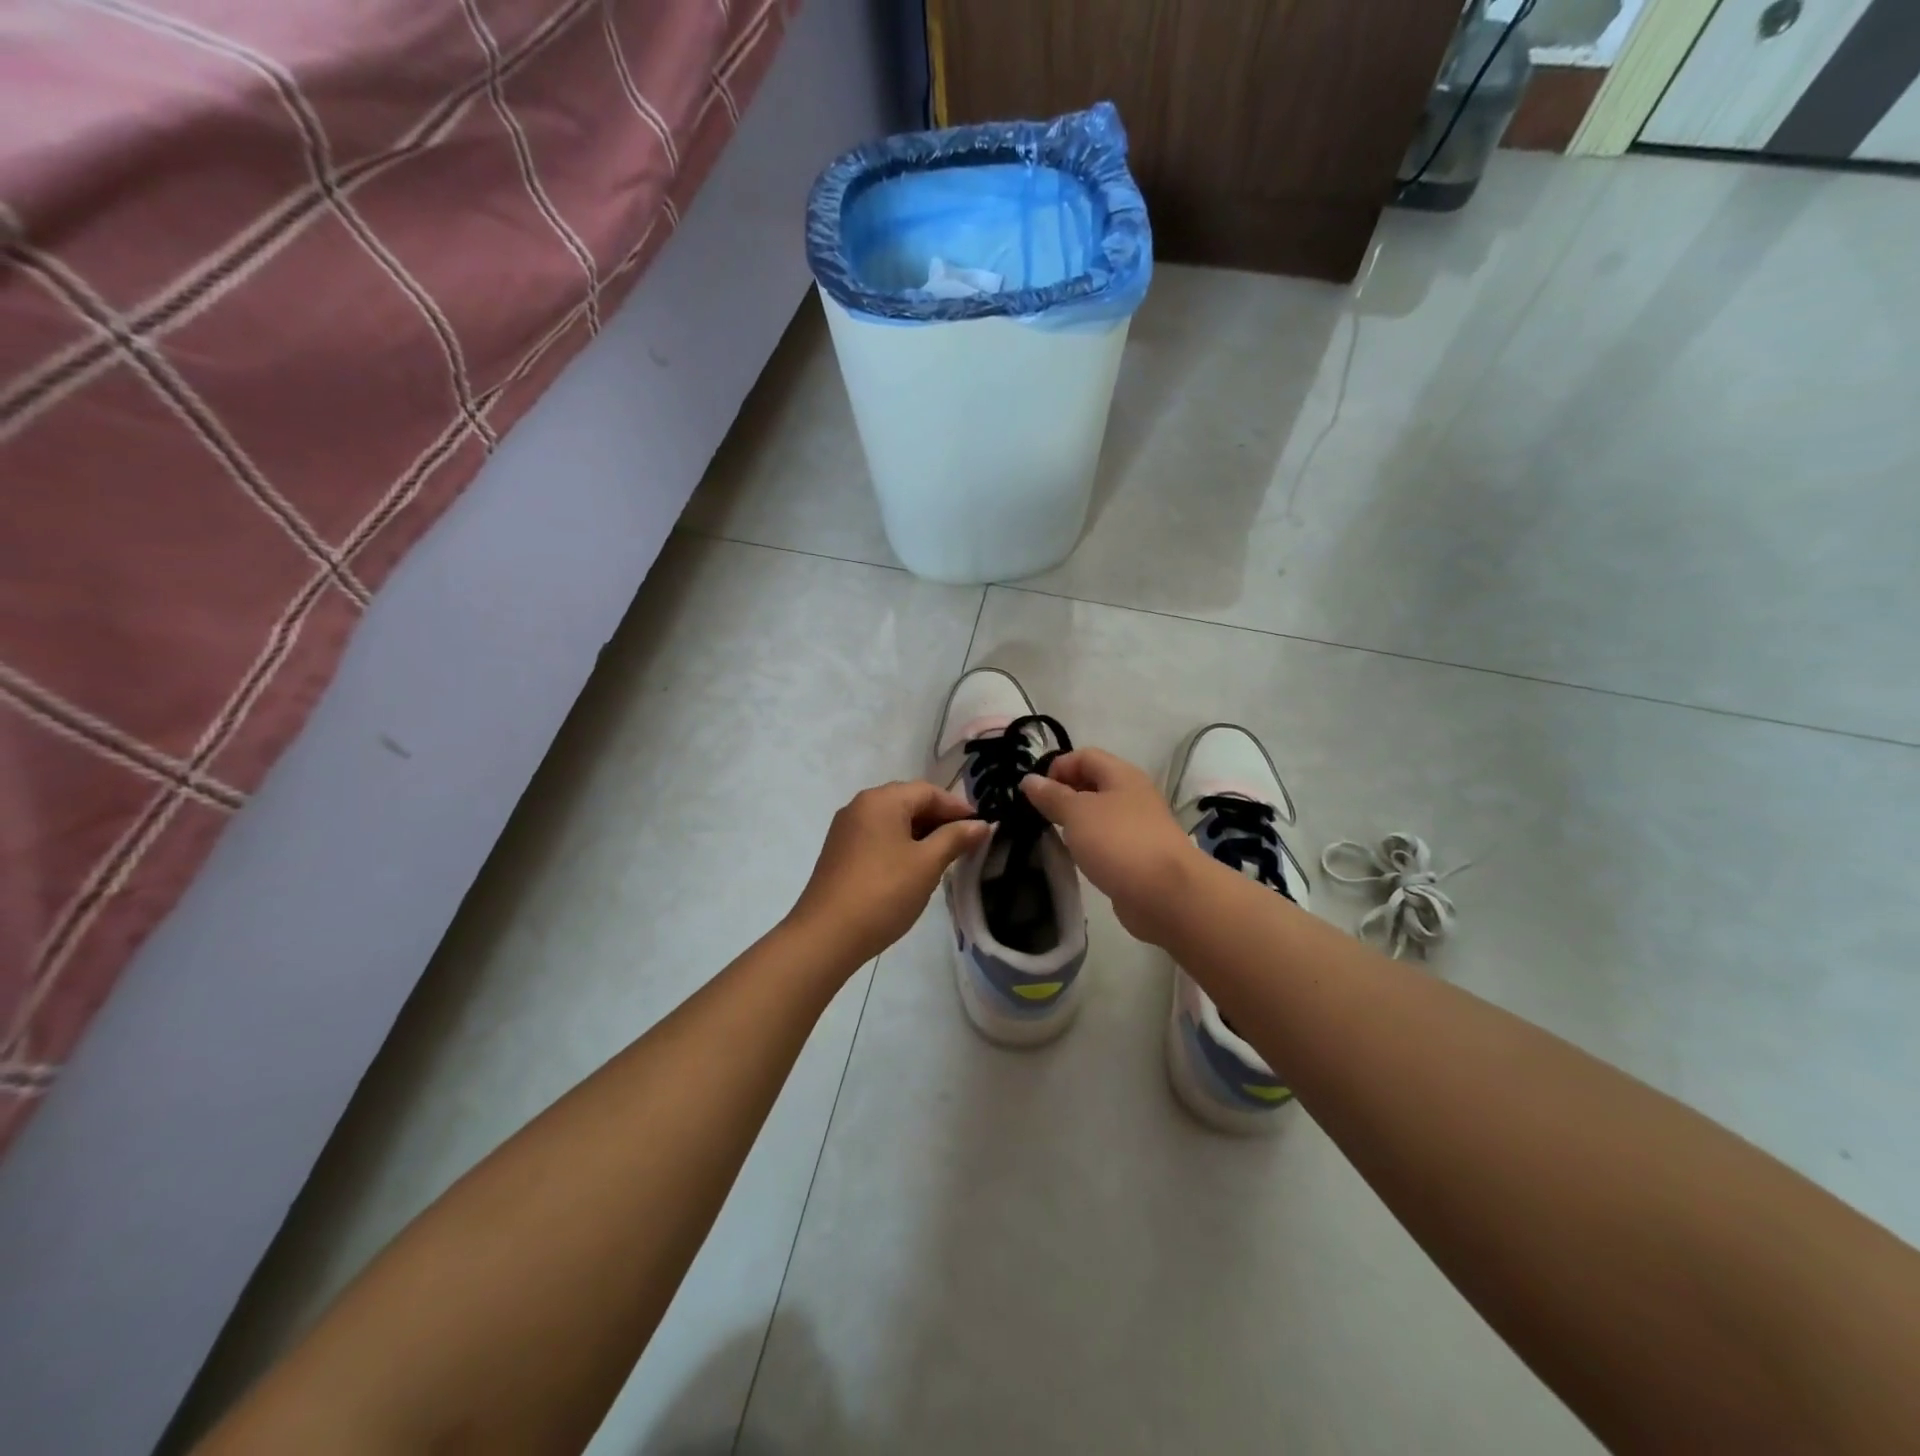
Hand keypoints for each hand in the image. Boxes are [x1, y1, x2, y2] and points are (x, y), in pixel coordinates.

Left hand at [789, 781, 990, 967]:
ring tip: (944, 857)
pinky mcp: (839, 852)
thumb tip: (981, 825)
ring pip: (892, 821)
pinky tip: (913, 868)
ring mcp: (846, 829)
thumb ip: (955, 838)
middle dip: (939, 819)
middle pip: (908, 801)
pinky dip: (900, 845)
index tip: (981, 828)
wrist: (826, 935)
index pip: (928, 791)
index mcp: (881, 800)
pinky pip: (877, 837)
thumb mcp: (927, 864)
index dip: (958, 807)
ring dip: (920, 833)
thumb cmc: (884, 892)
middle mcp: (860, 806)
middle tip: (966, 842)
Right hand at [1021, 748, 1199, 945]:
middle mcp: (1132, 795)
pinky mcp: (1137, 855)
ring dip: (1075, 822)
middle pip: (1092, 783)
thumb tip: (1029, 780)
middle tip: (1037, 815)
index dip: (1057, 767)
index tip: (1034, 793)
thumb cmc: (1118, 842)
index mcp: (1121, 775)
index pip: (1084, 755)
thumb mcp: (1077, 813)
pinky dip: (1088, 844)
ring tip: (1052, 836)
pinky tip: (1076, 858)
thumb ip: (1051, 796)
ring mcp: (1137, 826)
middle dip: (1063, 795)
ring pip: (1098, 814)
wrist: (1166, 894)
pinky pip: (1106, 840)